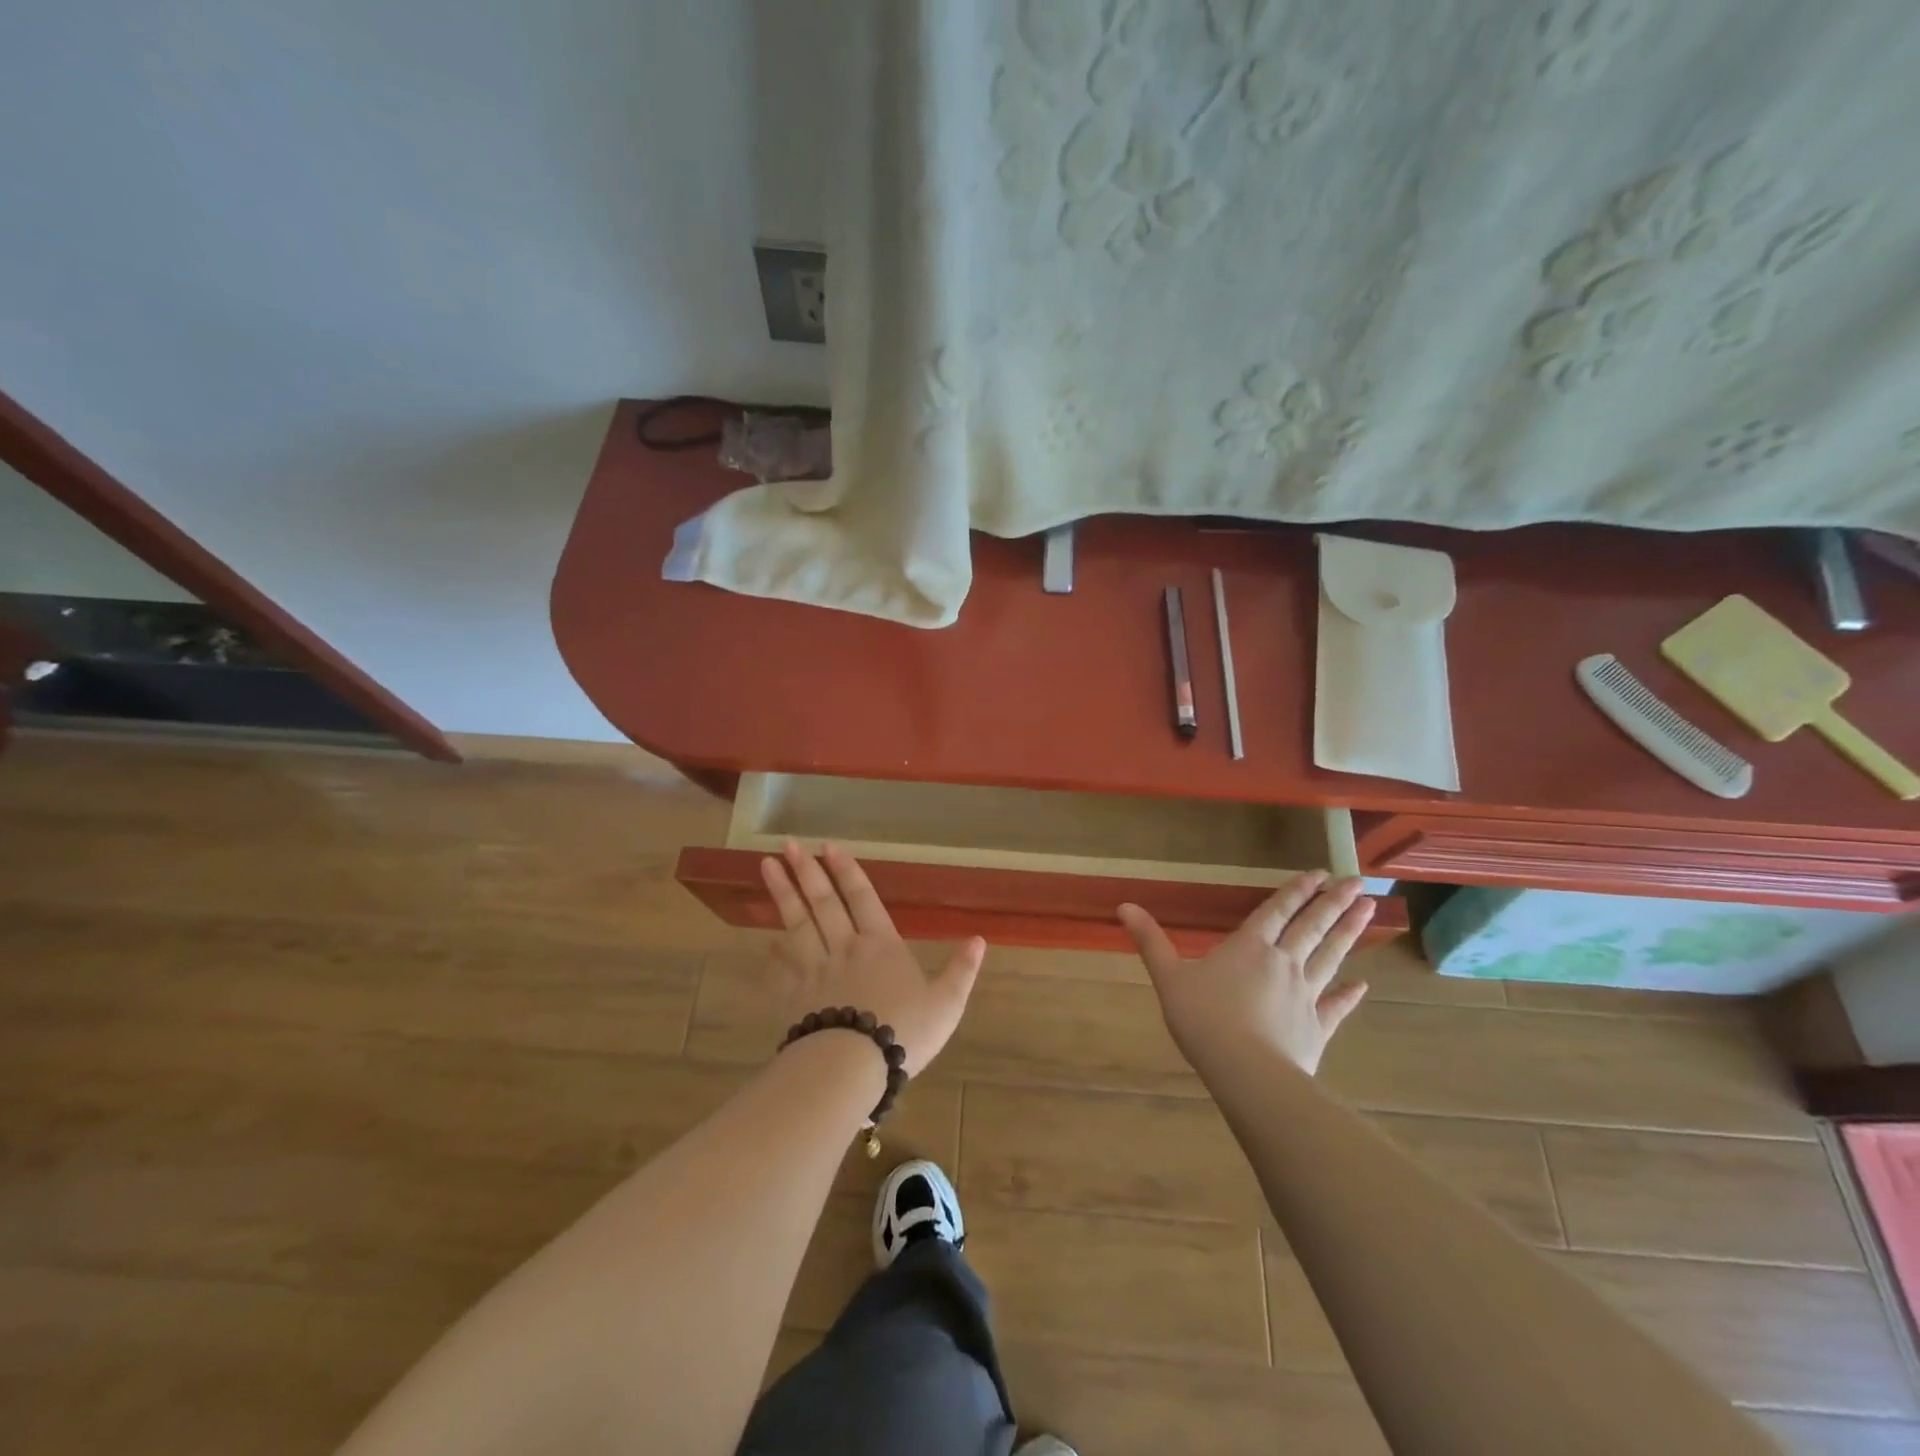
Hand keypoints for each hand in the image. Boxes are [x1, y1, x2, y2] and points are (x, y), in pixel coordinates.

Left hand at [761, 843, 984, 1077]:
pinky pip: (779, 967)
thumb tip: (979, 939)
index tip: (829, 847)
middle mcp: (844, 948)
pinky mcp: (793, 997)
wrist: (852, 1067)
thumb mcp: (946, 1003)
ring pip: (796, 924)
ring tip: (767, 866)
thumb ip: (961, 970)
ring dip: (783, 894)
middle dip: (807, 871)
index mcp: (881, 945)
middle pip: (823, 903)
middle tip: (789, 845)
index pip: (862, 898)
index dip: (847, 871)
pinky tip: (766, 940)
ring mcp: (814, 970)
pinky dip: (773, 952)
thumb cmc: (903, 1032)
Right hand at [1118, 873, 1373, 1076]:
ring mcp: (1304, 995)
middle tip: (1358, 883)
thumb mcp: (1168, 976)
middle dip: (1333, 903)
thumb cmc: (1203, 1019)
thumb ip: (1150, 940)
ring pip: (1330, 956)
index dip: (1297, 891)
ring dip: (1349, 933)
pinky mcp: (1315, 1027)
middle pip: (1312, 927)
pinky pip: (1335, 1007)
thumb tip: (1123, 905)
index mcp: (1249, 946)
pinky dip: (1349, 996)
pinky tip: (1363, 986)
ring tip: (1370, 911)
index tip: (1321, 873)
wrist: (1246, 1072)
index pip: (1276, 911)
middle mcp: (1283, 963)